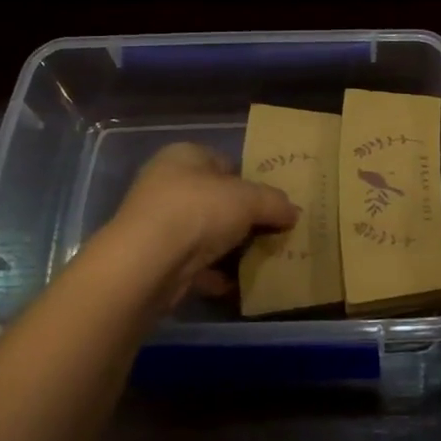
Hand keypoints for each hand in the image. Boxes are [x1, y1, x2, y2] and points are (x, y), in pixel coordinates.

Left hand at [109, 143, 297, 303]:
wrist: (147, 263)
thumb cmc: (198, 210)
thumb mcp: (249, 200)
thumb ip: (274, 203)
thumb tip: (294, 212)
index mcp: (184, 155)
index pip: (224, 162)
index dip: (250, 181)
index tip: (271, 204)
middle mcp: (166, 183)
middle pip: (214, 199)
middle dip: (241, 218)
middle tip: (269, 233)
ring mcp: (157, 223)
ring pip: (203, 233)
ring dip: (228, 248)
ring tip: (258, 261)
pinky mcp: (154, 258)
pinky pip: (192, 263)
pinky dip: (212, 273)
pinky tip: (234, 284)